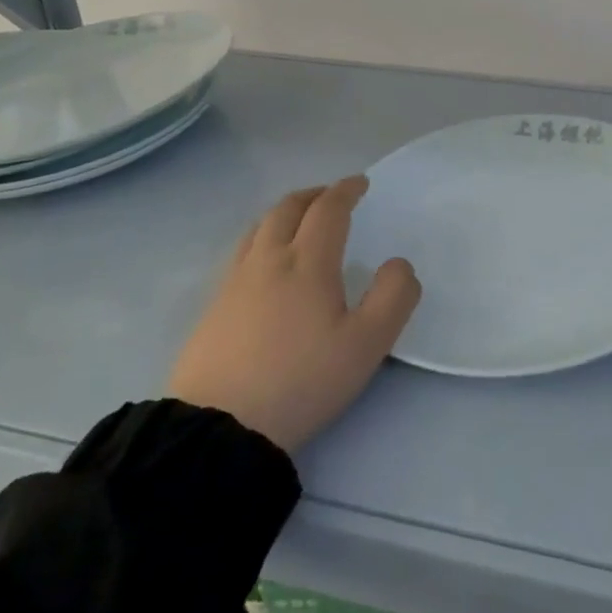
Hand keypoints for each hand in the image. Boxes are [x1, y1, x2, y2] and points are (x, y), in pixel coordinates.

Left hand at [167, 176, 419, 453]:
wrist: (218, 429)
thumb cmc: (301, 381)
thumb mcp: (367, 345)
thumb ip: (393, 297)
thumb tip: (398, 264)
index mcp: (307, 263)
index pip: (327, 210)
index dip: (345, 191)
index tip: (360, 184)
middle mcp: (268, 261)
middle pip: (287, 209)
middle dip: (313, 195)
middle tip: (331, 197)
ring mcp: (233, 283)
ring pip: (259, 228)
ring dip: (284, 213)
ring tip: (299, 221)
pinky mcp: (213, 308)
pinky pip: (241, 252)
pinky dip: (262, 238)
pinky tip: (266, 263)